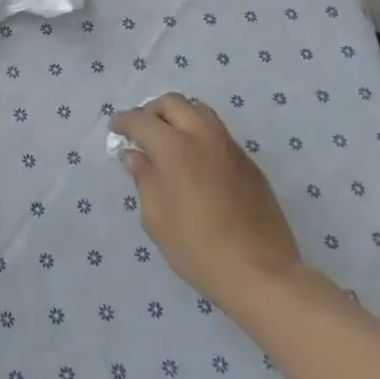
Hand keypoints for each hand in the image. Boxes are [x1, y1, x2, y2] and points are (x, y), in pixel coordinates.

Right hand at [110, 93, 303, 316]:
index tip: (115, 130)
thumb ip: (144, 180)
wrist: (264, 275)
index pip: (141, 120)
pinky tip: (195, 161)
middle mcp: (203, 137)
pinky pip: (218, 132)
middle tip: (141, 132)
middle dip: (151, 111)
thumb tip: (136, 157)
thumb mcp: (157, 220)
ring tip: (168, 140)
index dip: (123, 122)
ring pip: (199, 111)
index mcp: (175, 148)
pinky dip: (199, 133)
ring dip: (178, 116)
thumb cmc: (200, 250)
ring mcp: (230, 147)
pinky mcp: (249, 163)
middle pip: (172, 103)